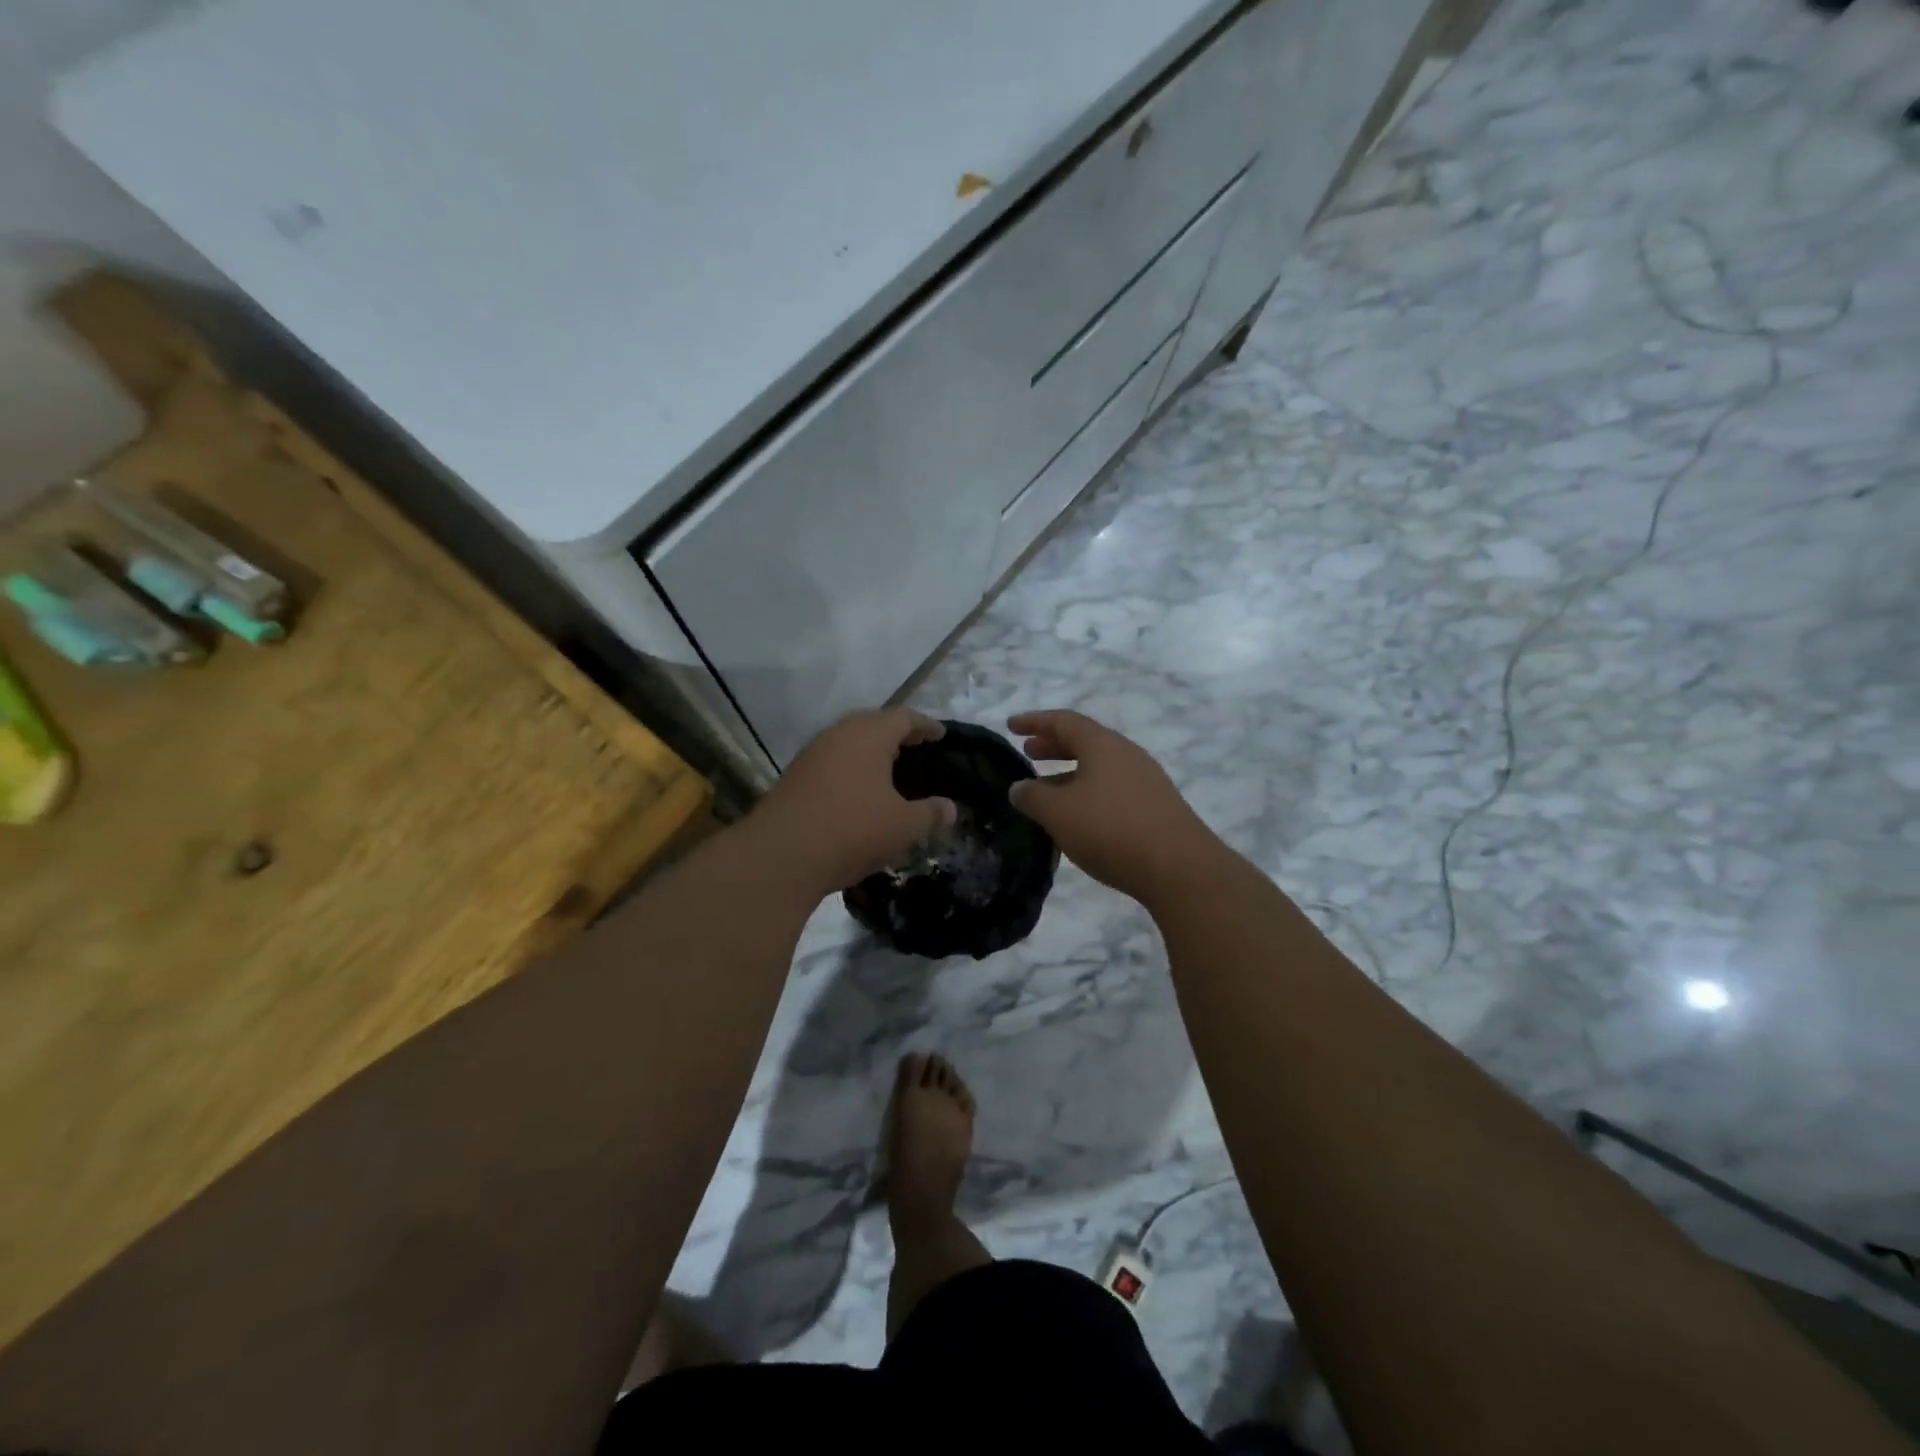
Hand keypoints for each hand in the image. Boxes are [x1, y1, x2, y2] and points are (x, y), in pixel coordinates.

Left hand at [750, 709, 957, 894]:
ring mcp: (812, 754)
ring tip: (890, 769)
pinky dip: (852, 768)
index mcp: (869, 735)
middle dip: (897, 734)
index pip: (904, 718)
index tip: (941, 734)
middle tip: (917, 747)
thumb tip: (950, 808)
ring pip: (849, 742)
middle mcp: (838, 735)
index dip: (926, 725)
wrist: (781, 855)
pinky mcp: (795, 777)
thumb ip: (930, 814)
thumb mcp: (903, 826)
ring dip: (871, 751)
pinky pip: (833, 762)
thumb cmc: (852, 830)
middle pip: (873, 724)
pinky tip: (859, 790)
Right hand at [1007, 710, 1224, 904]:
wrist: (1179, 868)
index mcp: (1103, 745)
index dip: (1034, 721)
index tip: (1011, 725)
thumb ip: (1032, 796)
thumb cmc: (1110, 829)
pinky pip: (1113, 788)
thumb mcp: (1058, 812)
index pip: (1063, 721)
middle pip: (1085, 741)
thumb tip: (1019, 788)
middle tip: (1028, 753)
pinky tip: (1078, 816)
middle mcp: (1127, 754)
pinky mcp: (1155, 807)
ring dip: (1070, 772)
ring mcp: (1145, 780)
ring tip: (1046, 788)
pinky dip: (1088, 791)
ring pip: (1099, 767)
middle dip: (1053, 745)